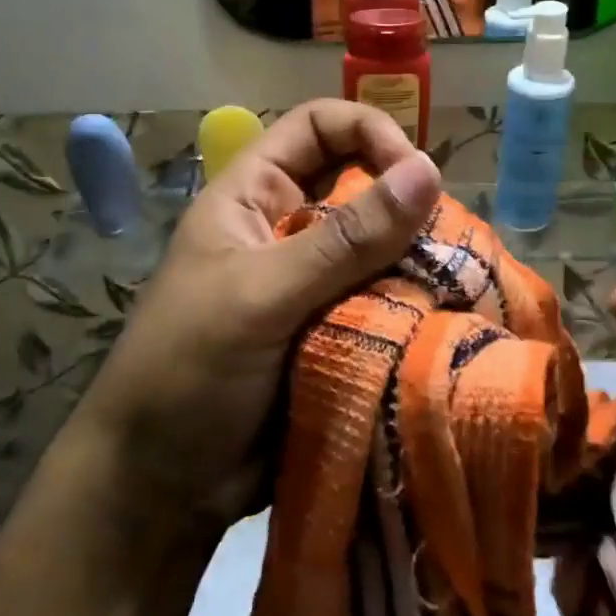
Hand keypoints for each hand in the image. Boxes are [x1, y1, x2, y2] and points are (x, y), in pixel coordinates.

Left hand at [80, 100, 439, 533]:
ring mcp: (313, 287)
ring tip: (456, 289)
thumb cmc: (187, 372)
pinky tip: (445, 325)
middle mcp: (287, 231)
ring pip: (382, 251)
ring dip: (417, 265)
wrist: (160, 487)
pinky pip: (387, 306)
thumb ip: (344, 239)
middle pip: (360, 188)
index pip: (318, 128)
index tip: (416, 175)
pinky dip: (415, 312)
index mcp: (253, 198)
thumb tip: (428, 169)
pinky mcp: (336, 336)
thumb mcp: (260, 295)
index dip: (369, 132)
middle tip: (446, 246)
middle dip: (405, 208)